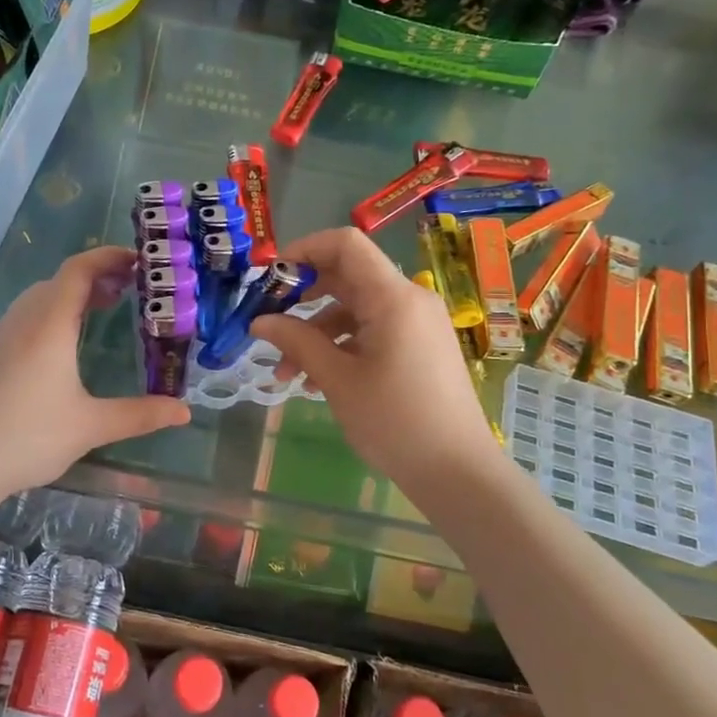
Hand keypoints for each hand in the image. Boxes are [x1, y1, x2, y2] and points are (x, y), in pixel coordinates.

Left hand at [0, 246, 189, 496]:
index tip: (139, 261)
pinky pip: (25, 317)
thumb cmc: (28, 437)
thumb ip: (140, 415)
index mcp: (49, 325)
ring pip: (39, 298)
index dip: (109, 258)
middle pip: (60, 280)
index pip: (79, 270)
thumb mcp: (91, 427)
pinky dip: (52, 314)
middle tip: (131, 290)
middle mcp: (22, 320)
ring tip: (102, 311)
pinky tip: (62, 346)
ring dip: (72, 295)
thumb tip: (184, 411)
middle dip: (97, 276)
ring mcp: (0, 335)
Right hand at [252, 228, 497, 498]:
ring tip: (285, 372)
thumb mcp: (338, 380)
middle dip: (302, 297)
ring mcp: (417, 323)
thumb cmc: (395, 421)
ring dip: (316, 332)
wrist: (457, 472)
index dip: (303, 250)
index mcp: (393, 297)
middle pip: (347, 276)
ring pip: (355, 309)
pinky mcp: (419, 346)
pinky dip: (341, 345)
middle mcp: (409, 299)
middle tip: (267, 322)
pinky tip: (315, 381)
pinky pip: (372, 330)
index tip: (270, 276)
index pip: (345, 244)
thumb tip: (259, 321)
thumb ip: (297, 341)